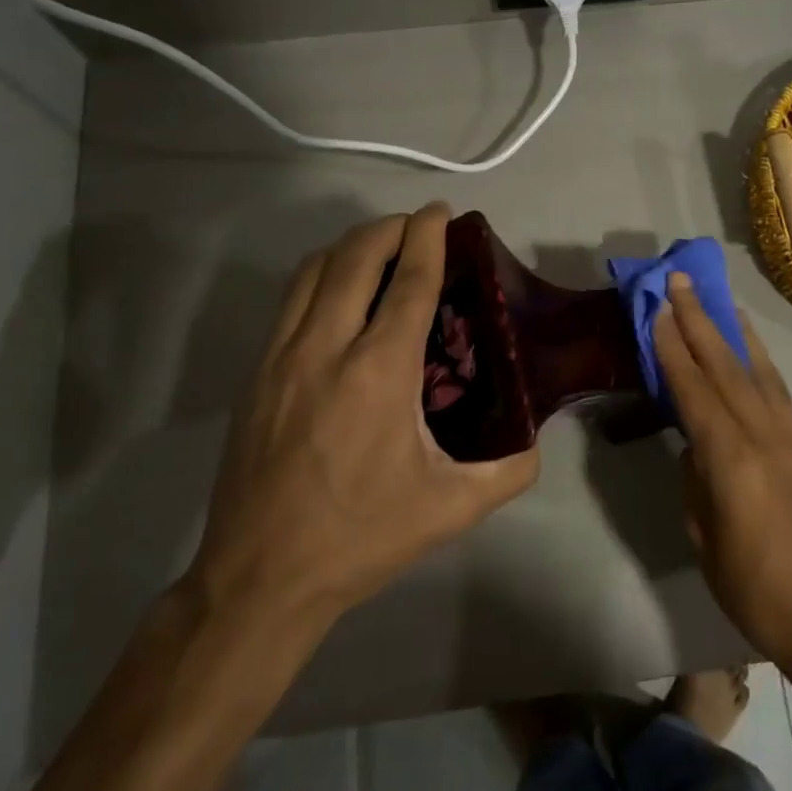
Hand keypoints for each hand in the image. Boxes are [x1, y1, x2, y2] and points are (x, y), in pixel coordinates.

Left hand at [187, 203, 539, 629]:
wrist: (260, 577)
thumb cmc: (360, 537)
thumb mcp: (450, 509)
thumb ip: (508, 470)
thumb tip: (535, 440)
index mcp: (379, 372)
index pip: (409, 281)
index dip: (429, 238)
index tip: (442, 213)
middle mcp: (326, 348)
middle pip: (356, 257)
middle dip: (390, 228)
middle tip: (417, 227)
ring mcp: (282, 357)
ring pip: (314, 270)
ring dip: (351, 246)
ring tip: (380, 250)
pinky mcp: (256, 373)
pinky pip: (290, 299)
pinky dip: (321, 275)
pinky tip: (339, 295)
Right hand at [653, 273, 791, 688]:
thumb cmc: (752, 587)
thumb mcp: (703, 534)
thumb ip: (696, 477)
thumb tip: (696, 440)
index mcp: (731, 460)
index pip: (694, 390)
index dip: (673, 347)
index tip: (658, 309)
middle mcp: (764, 436)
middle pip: (726, 366)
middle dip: (700, 320)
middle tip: (680, 280)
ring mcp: (791, 438)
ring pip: (757, 370)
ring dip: (733, 330)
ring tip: (717, 297)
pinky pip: (778, 391)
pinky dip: (761, 360)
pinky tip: (750, 347)